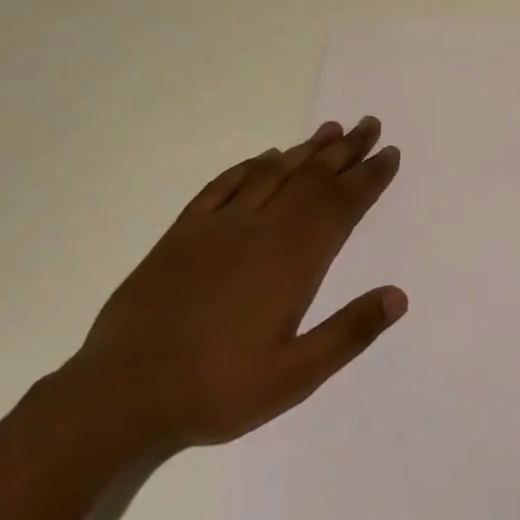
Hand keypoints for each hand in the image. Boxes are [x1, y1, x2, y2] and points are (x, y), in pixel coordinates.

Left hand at [66, 118, 407, 452]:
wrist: (121, 394)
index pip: (341, 206)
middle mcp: (260, 231)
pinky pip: (222, 186)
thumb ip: (349, 333)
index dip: (369, 178)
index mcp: (292, 262)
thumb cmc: (217, 389)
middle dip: (345, 150)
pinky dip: (249, 166)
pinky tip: (264, 157)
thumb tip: (398, 295)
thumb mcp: (295, 376)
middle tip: (369, 124)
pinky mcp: (182, 233)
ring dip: (305, 150)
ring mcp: (218, 228)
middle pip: (311, 179)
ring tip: (330, 130)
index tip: (390, 154)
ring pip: (272, 173)